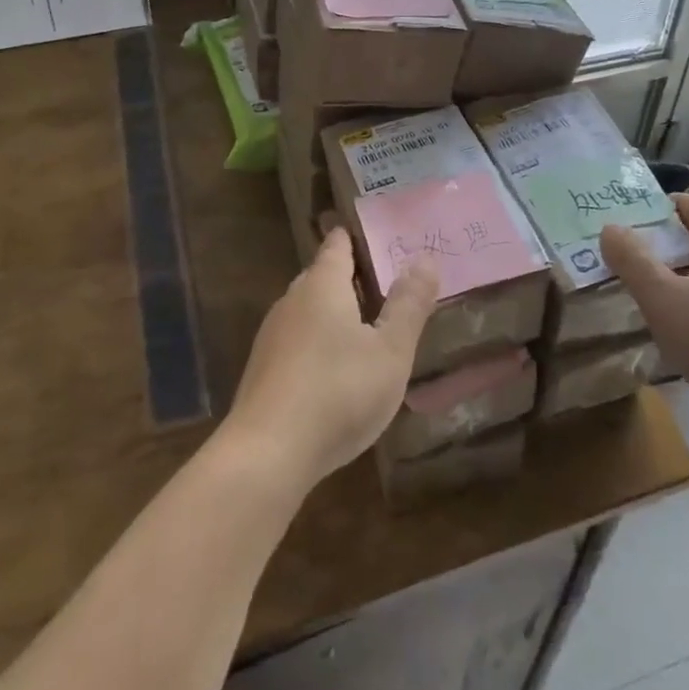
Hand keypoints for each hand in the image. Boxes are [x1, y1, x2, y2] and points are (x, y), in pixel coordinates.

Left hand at [223, 228, 439, 489]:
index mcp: (322, 285)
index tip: (381, 235)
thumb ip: (410, 304)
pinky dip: (320, 342)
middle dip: (353, 278)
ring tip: (369, 327)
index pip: (338, 244)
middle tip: (388, 284)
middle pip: (323, 276)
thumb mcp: (390, 350)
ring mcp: (272, 336)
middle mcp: (292, 301)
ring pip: (309, 310)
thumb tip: (424, 257)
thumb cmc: (339, 392)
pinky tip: (338, 370)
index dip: (358, 237)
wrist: (267, 454)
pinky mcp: (263, 370)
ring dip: (336, 313)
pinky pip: (298, 341)